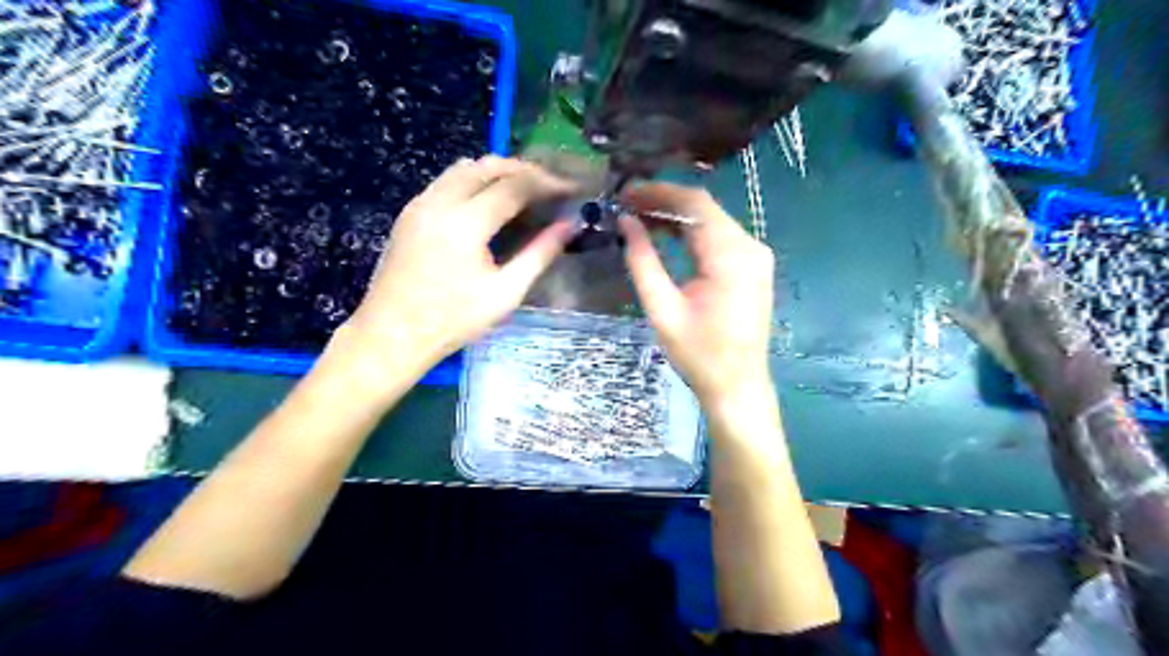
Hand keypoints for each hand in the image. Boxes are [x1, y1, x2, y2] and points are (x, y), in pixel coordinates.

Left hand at [344, 153, 578, 376]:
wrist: (392, 335)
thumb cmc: (453, 320)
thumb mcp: (505, 293)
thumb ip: (539, 254)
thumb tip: (569, 225)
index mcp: (466, 222)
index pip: (515, 185)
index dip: (547, 183)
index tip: (571, 188)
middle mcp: (440, 202)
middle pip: (489, 165)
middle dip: (524, 170)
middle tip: (550, 186)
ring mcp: (421, 204)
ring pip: (464, 167)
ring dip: (498, 170)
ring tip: (524, 189)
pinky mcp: (410, 212)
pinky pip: (447, 180)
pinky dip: (474, 179)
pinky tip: (487, 201)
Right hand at [621, 181, 774, 404]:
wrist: (737, 386)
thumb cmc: (698, 354)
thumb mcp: (662, 308)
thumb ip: (643, 261)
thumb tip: (625, 222)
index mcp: (730, 255)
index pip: (694, 204)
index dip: (658, 193)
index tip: (625, 193)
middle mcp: (749, 246)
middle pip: (705, 209)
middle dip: (665, 202)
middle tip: (627, 204)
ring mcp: (755, 256)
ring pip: (712, 221)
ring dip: (677, 217)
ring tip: (639, 217)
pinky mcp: (752, 267)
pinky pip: (720, 238)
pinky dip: (692, 233)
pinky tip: (667, 235)